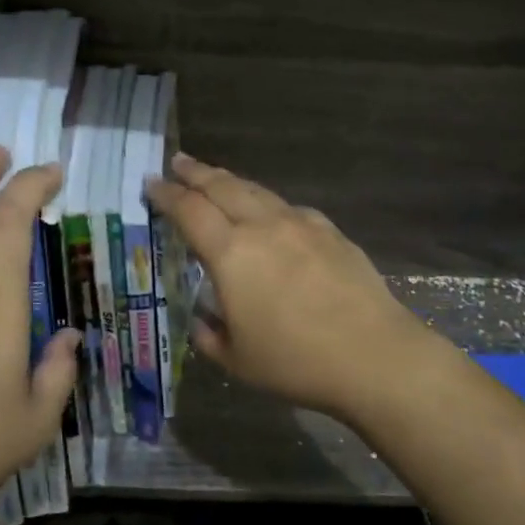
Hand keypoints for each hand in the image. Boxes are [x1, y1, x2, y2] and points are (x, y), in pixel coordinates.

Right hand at [146, 155, 441, 422]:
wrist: (373, 355)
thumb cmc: (296, 362)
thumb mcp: (237, 359)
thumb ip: (210, 335)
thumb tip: (203, 319)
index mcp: (231, 254)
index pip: (189, 211)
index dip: (166, 195)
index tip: (151, 184)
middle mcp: (262, 227)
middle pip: (222, 187)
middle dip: (196, 172)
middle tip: (178, 162)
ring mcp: (300, 224)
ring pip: (257, 191)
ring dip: (231, 181)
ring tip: (217, 178)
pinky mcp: (330, 231)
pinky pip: (289, 208)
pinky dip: (268, 203)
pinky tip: (270, 213)